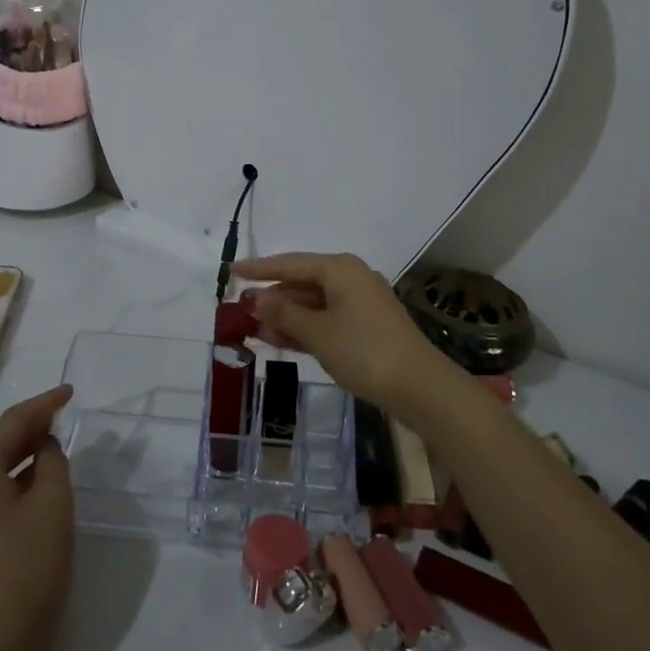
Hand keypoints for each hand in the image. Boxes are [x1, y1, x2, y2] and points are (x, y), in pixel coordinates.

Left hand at [0, 385, 74, 650]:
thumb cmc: (30, 566)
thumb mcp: (53, 502)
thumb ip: (52, 460)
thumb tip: (44, 447)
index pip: (12, 424)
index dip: (44, 404)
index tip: (69, 392)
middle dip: (32, 428)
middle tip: (64, 415)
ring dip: (24, 455)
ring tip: (55, 444)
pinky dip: (14, 482)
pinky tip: (37, 483)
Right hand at [234, 253, 444, 411]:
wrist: (418, 387)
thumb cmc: (364, 351)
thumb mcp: (317, 332)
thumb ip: (282, 312)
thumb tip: (252, 297)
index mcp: (339, 269)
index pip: (290, 263)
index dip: (258, 268)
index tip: (230, 271)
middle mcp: (349, 278)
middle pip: (301, 282)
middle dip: (270, 297)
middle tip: (237, 309)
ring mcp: (359, 303)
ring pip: (312, 303)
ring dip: (284, 316)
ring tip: (251, 328)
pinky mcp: (364, 327)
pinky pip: (324, 319)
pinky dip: (302, 327)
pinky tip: (278, 339)